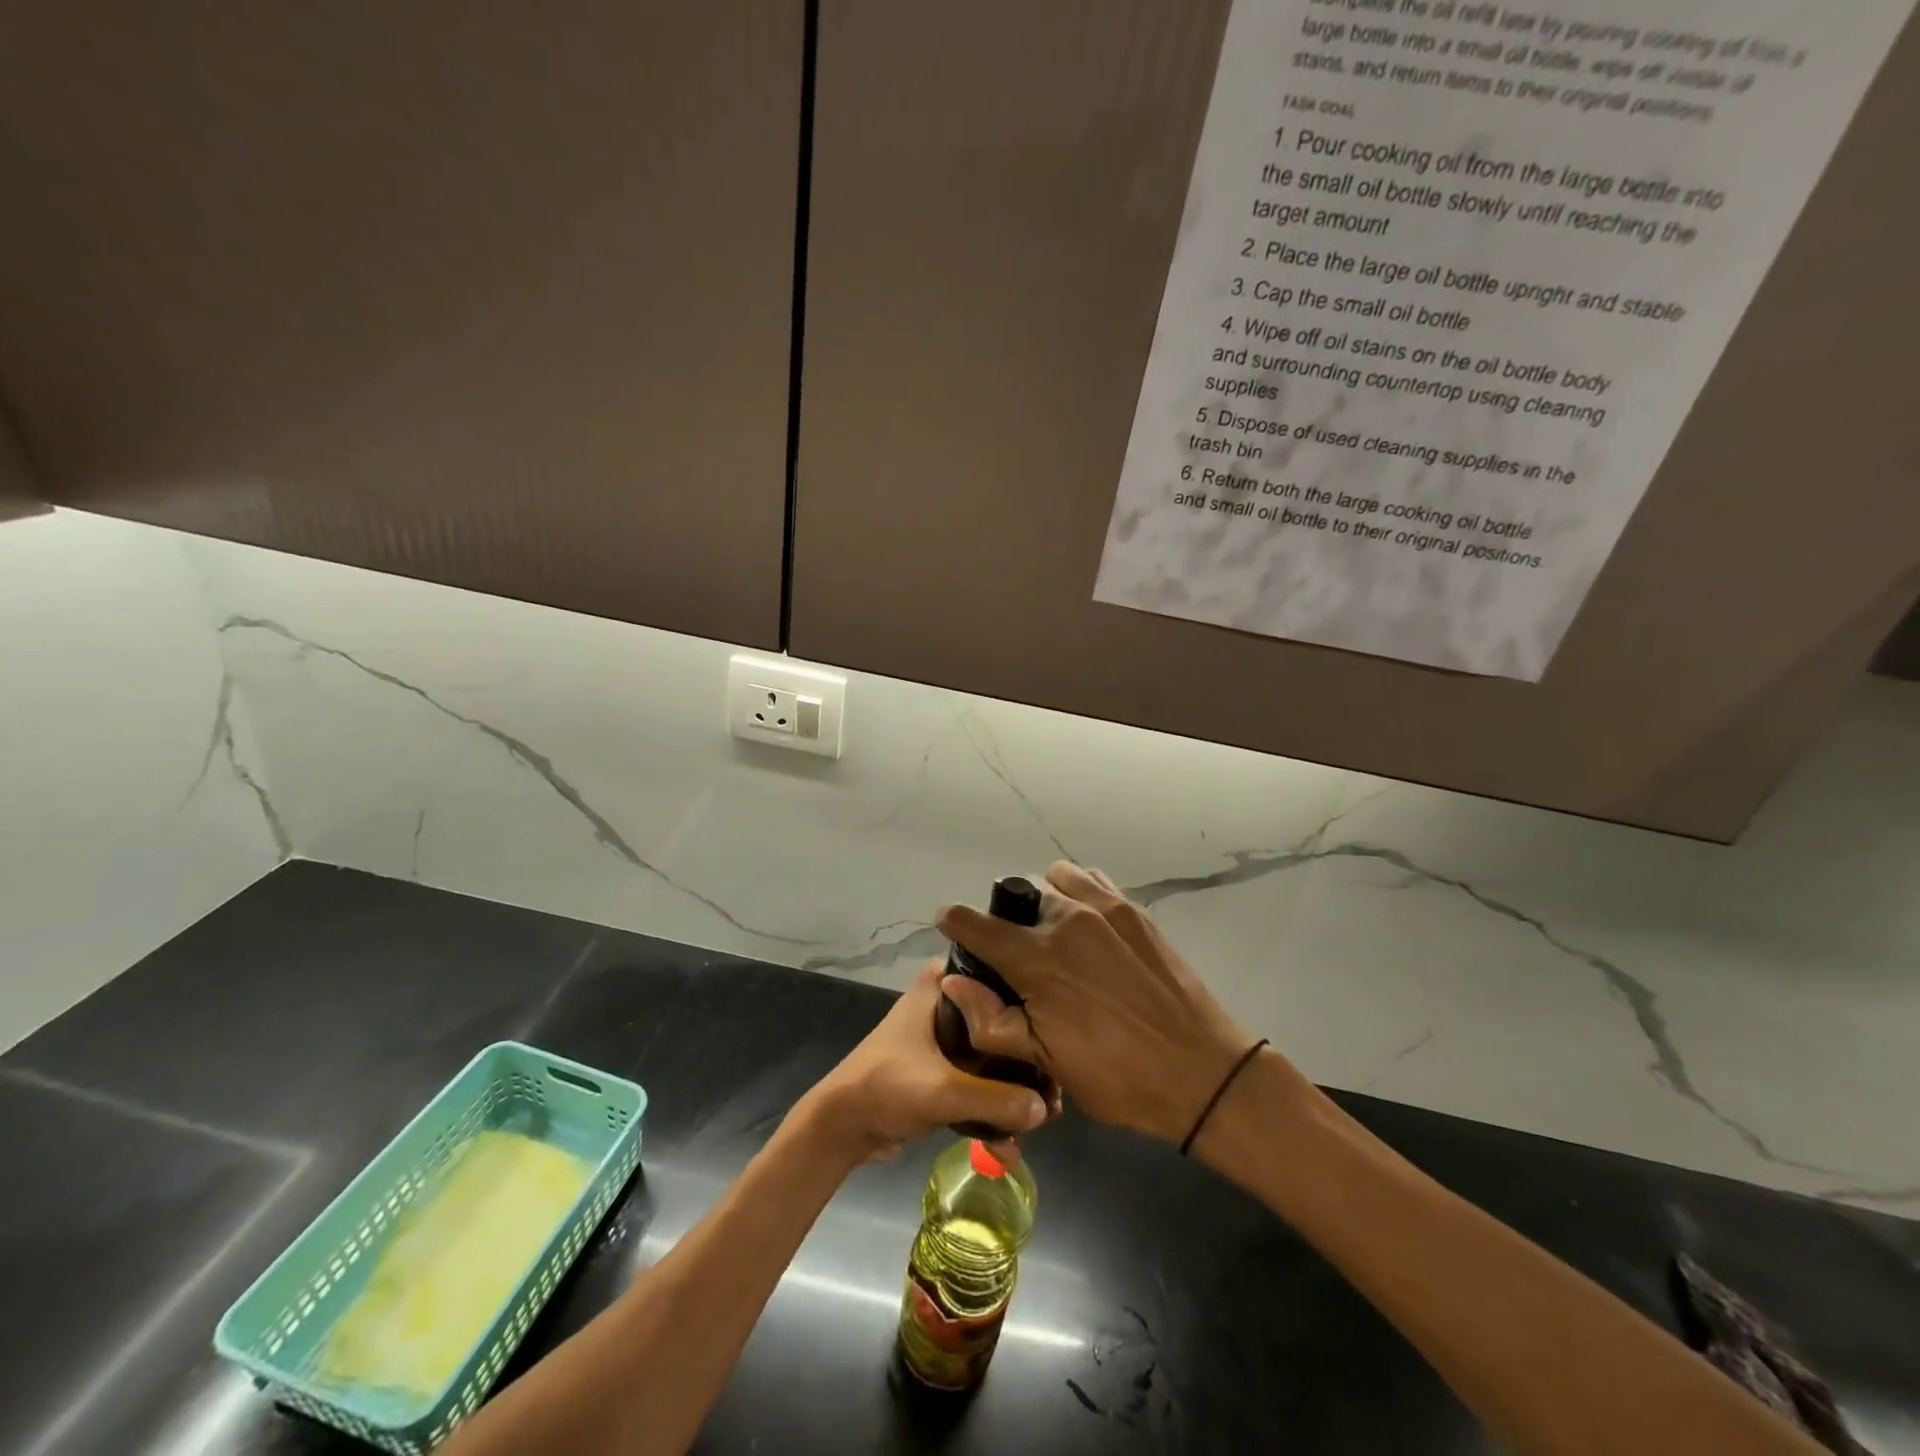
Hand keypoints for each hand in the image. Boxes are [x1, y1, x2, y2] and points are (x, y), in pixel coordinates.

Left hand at [796, 962, 1055, 1165]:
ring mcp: (945, 1038)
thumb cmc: (886, 1087)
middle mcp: (947, 1002)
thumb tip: (1045, 1109)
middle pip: (1001, 1023)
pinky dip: (993, 1106)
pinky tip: (1012, 1144)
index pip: (999, 980)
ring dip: (1013, 1088)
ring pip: (993, 1056)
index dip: (1029, 1009)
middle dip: (1027, 1061)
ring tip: (1044, 1119)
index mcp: (942, 985)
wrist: (842, 1127)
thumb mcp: (943, 1091)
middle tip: (1056, 1089)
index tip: (1059, 1039)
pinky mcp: (942, 1069)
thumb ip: (996, 1099)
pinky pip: (978, 1081)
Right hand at [936, 862, 1258, 1144]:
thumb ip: (991, 1021)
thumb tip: (953, 983)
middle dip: (1006, 919)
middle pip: (1016, 898)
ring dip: (1044, 899)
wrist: (1202, 1073)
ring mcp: (1104, 908)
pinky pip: (1092, 879)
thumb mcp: (1046, 1063)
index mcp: (1038, 960)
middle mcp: (1066, 920)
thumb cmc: (1118, 1077)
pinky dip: (1078, 891)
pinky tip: (1089, 925)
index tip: (948, 924)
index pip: (976, 923)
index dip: (955, 921)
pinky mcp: (1134, 910)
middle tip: (1019, 954)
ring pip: (1054, 879)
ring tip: (1055, 934)